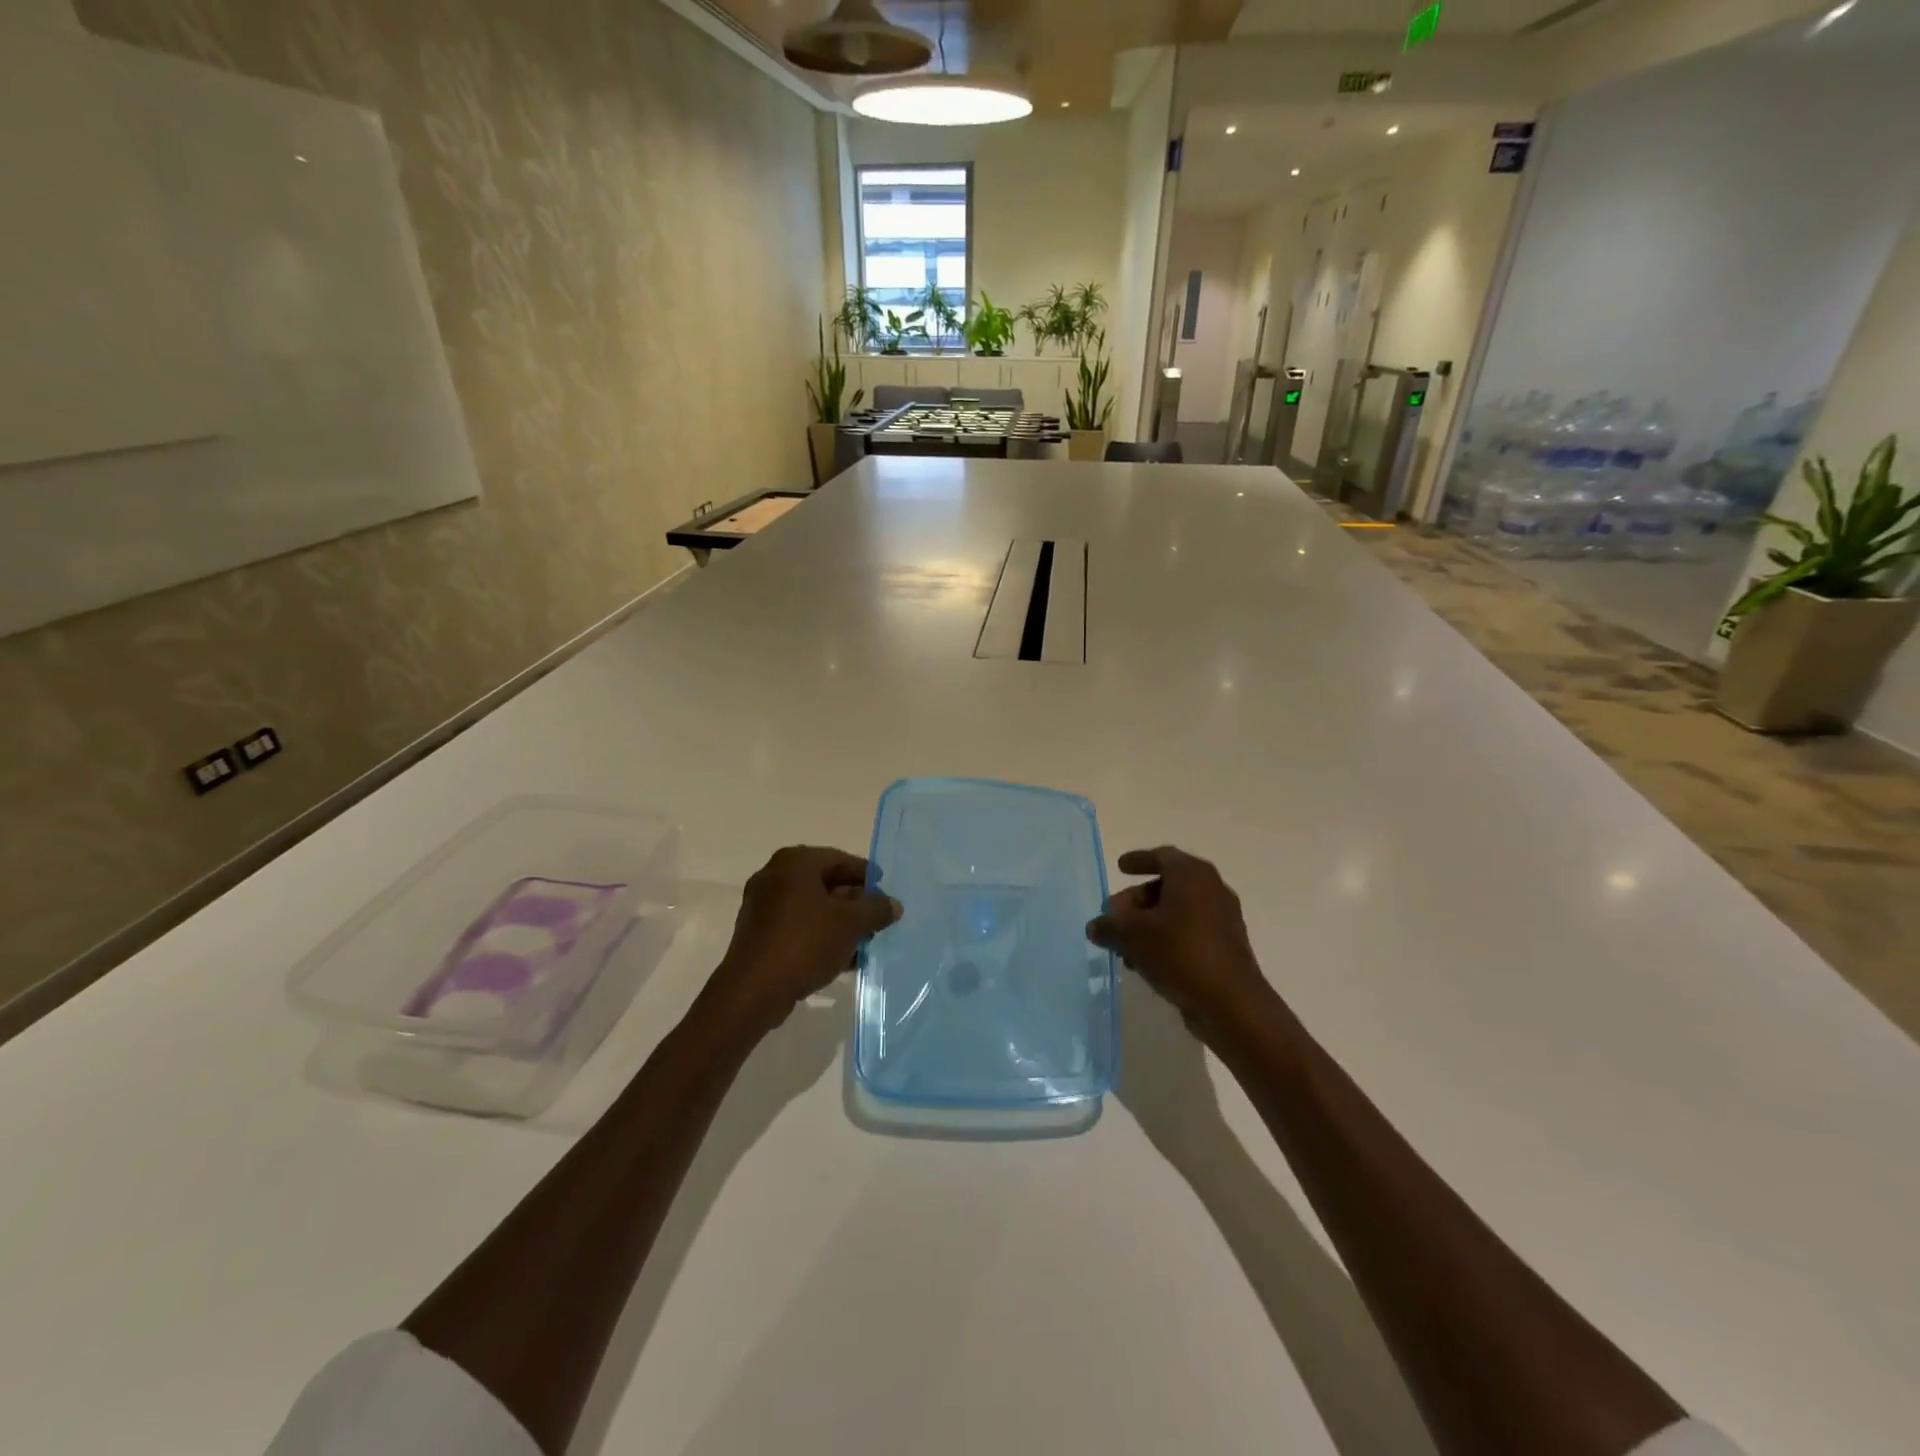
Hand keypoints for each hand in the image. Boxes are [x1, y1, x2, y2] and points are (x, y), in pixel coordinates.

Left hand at [702, 846, 901, 1039]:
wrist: (753, 991)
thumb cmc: (805, 943)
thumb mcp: (851, 924)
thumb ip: (876, 909)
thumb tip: (893, 904)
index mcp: (795, 862)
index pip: (841, 860)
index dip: (867, 876)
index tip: (886, 894)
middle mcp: (775, 876)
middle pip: (826, 883)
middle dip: (854, 903)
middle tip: (878, 920)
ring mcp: (763, 905)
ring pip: (813, 908)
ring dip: (840, 923)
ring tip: (865, 943)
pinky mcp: (759, 933)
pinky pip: (798, 927)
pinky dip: (820, 936)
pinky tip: (842, 959)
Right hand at [1087, 847, 1275, 1042]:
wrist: (1231, 1003)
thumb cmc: (1179, 953)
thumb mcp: (1132, 935)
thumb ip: (1109, 925)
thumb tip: (1095, 926)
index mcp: (1192, 874)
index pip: (1162, 856)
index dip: (1138, 860)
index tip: (1120, 867)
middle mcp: (1211, 889)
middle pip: (1167, 885)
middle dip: (1136, 900)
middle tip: (1114, 916)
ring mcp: (1222, 919)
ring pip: (1177, 912)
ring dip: (1148, 924)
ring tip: (1124, 946)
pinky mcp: (1225, 946)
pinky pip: (1189, 932)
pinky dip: (1166, 938)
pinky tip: (1145, 961)